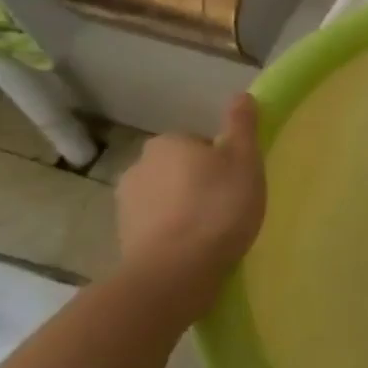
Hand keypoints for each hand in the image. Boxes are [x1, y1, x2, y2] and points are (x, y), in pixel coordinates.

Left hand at [116, 93, 266, 320]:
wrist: (175, 272)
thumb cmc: (218, 206)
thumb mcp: (244, 160)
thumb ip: (242, 126)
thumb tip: (241, 96)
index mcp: (167, 143)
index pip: (198, 143)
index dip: (221, 161)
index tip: (237, 181)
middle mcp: (138, 167)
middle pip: (179, 169)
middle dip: (198, 183)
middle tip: (228, 205)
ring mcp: (125, 206)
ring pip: (165, 199)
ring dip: (183, 209)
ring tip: (212, 232)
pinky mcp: (123, 240)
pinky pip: (156, 227)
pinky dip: (172, 234)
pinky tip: (194, 251)